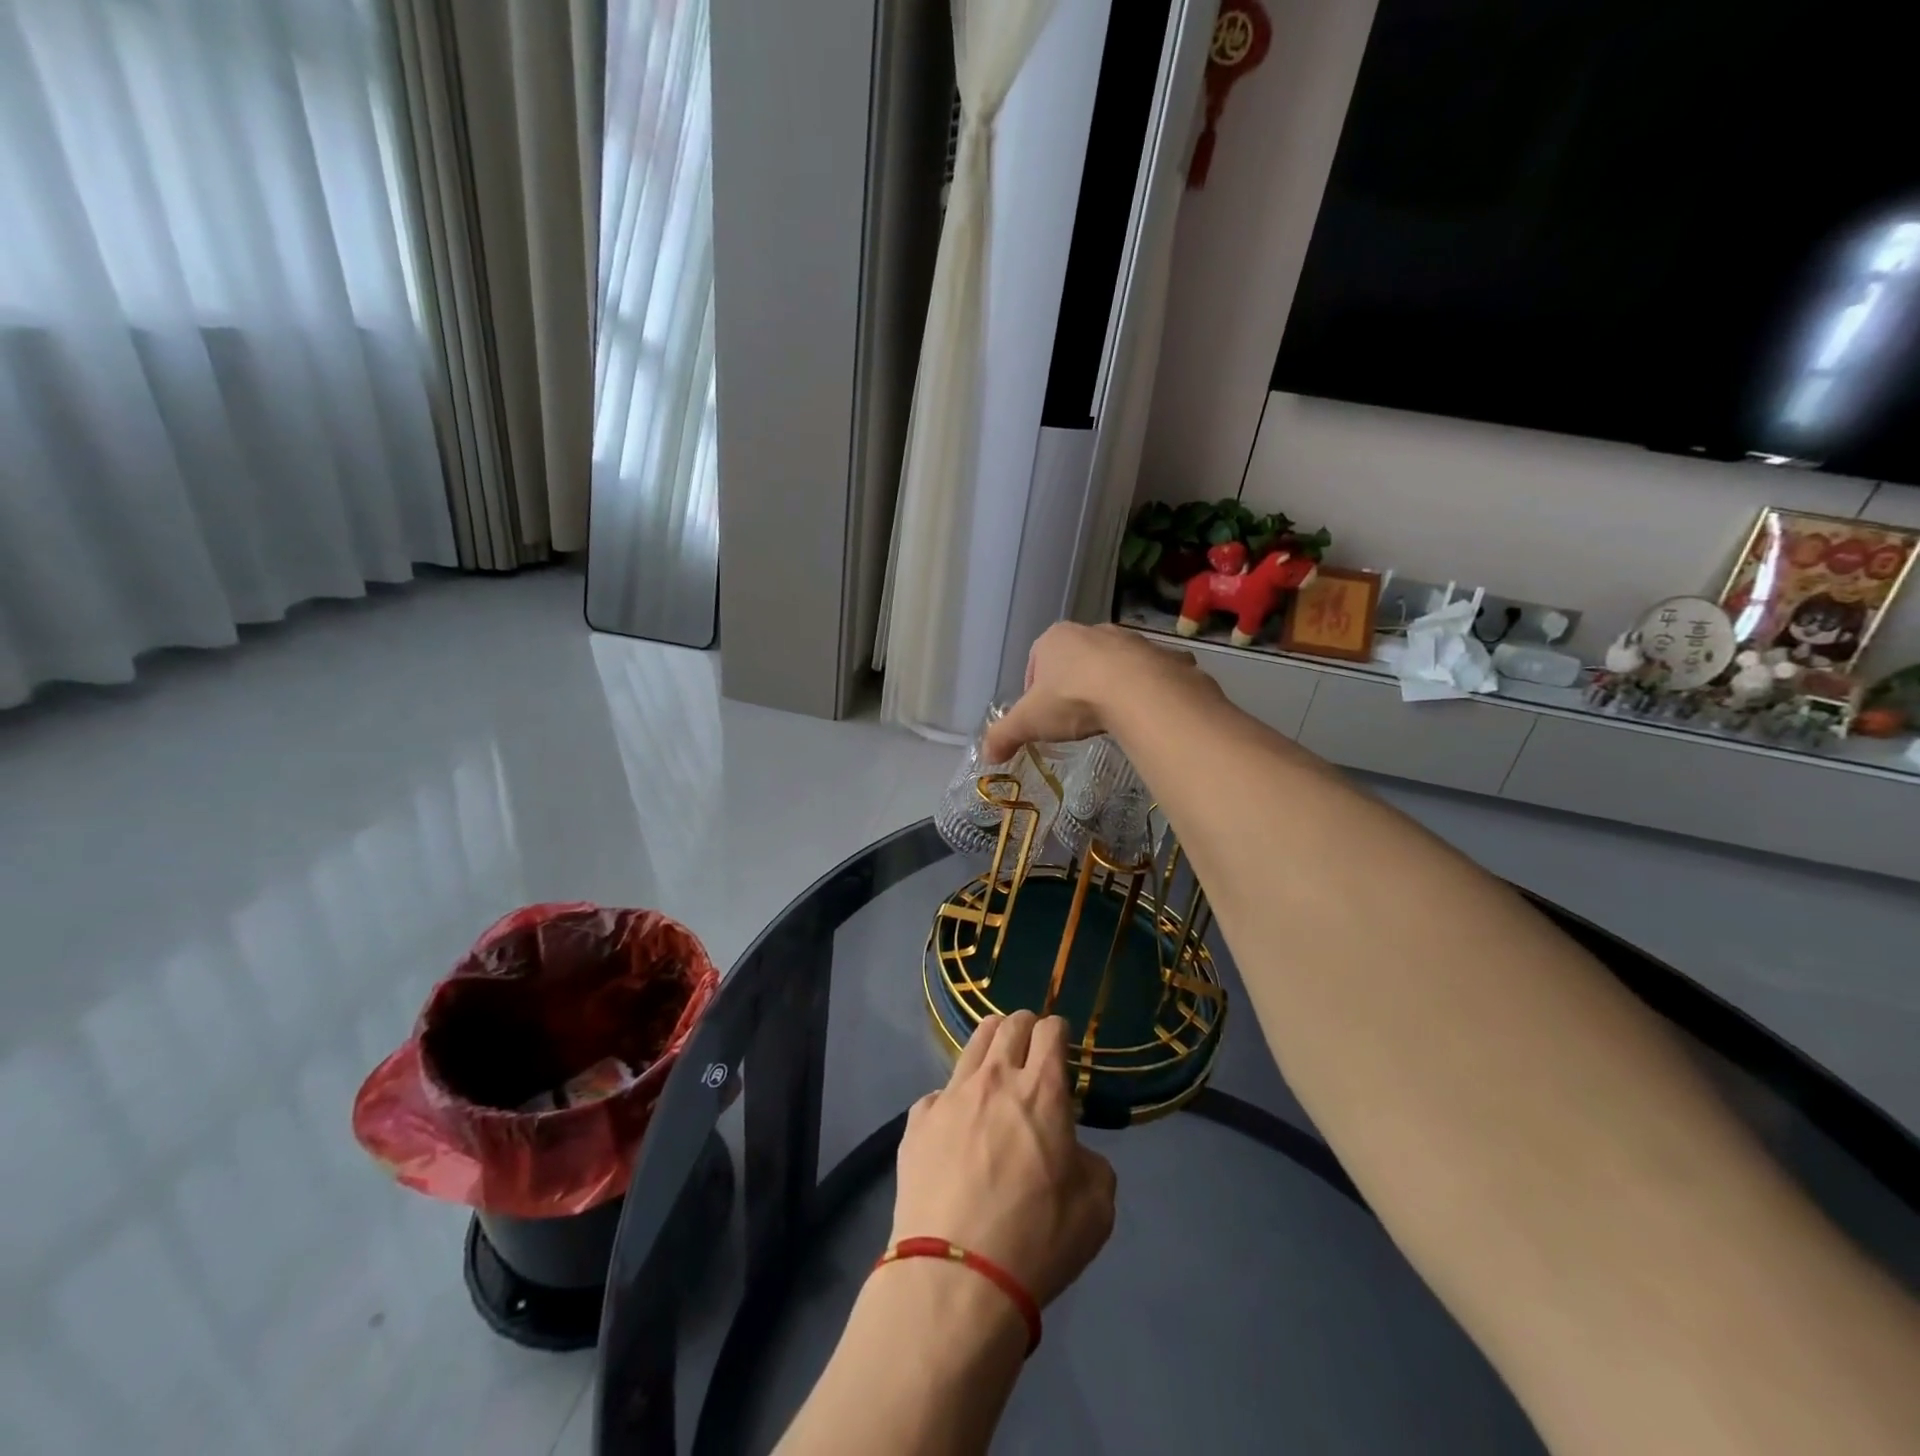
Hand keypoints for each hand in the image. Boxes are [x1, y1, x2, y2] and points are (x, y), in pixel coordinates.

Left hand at [890, 1012, 1116, 1309]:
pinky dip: (955, 1099)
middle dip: (1026, 1026)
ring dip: (991, 1044)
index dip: (1060, 1031)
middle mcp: (995, 1078)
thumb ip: (1092, 1163)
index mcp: (1042, 1090)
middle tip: (1032, 1049)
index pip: (1051, 1030)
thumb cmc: (1037, 1241)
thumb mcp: (1096, 1209)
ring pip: (973, 1044)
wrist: (956, 1276)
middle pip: (1010, 1024)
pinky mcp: (917, 1120)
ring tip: (997, 1065)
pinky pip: (940, 1093)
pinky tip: (957, 1125)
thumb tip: (1072, 1151)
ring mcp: (950, 1095)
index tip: (1063, 1044)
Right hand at [984, 623, 1200, 762]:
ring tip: (1107, 716)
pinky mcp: (1160, 654)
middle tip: (1073, 717)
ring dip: (1107, 685)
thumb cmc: (1073, 698)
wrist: (1138, 691)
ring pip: (1112, 664)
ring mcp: (1129, 639)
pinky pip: (1148, 673)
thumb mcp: (1029, 722)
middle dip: (1073, 685)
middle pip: (1075, 660)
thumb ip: (1004, 736)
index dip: (1035, 690)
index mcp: (1054, 640)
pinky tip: (1141, 712)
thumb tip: (986, 755)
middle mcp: (1090, 631)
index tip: (1042, 715)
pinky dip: (1143, 689)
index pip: (1035, 662)